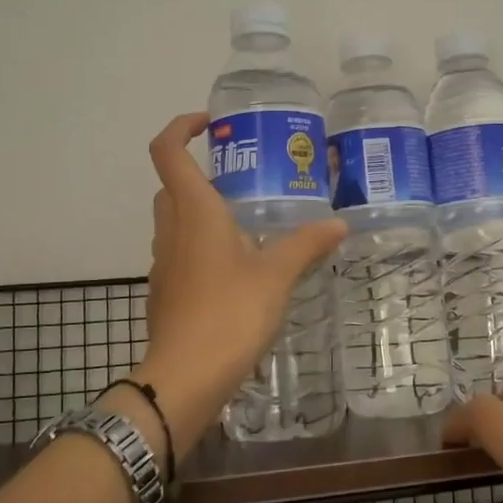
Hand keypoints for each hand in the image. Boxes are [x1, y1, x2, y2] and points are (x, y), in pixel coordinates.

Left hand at [132, 112, 345, 447]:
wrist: (185, 377)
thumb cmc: (229, 314)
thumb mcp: (276, 276)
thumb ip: (306, 245)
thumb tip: (339, 225)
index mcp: (194, 211)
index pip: (167, 151)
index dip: (181, 127)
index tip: (211, 124)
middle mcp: (171, 228)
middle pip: (172, 184)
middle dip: (199, 173)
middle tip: (242, 179)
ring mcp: (163, 261)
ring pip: (175, 219)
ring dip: (201, 211)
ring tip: (248, 223)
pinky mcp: (166, 289)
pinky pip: (180, 251)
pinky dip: (202, 245)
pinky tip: (237, 269)